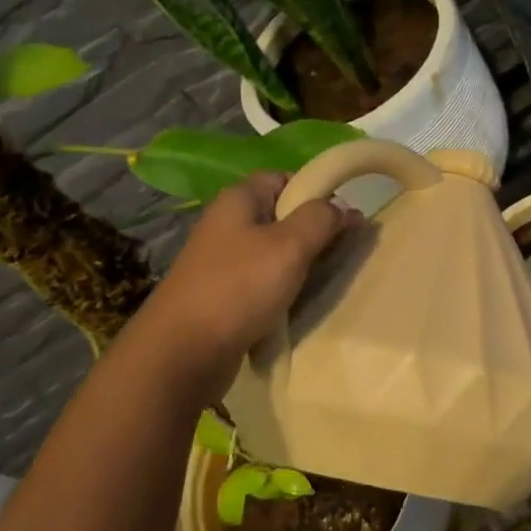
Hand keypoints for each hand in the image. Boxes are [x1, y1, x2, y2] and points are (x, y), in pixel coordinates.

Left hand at [140, 172, 358, 386]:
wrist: (185, 351)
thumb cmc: (240, 287)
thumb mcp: (290, 245)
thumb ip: (321, 218)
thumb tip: (342, 207)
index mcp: (238, 200)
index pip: (283, 178)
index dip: (316, 191)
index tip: (345, 216)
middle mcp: (228, 225)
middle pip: (281, 216)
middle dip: (315, 231)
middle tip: (346, 251)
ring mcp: (223, 262)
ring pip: (274, 252)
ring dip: (302, 264)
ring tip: (328, 279)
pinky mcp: (224, 295)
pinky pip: (264, 282)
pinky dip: (285, 289)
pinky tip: (300, 303)